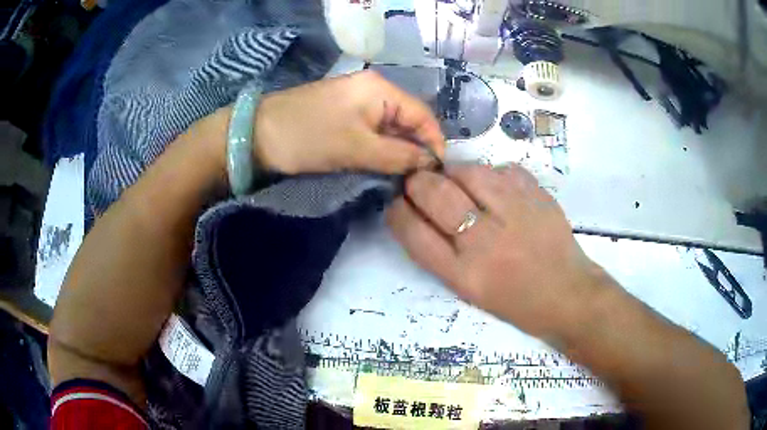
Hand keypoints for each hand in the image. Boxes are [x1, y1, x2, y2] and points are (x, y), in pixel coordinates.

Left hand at [253, 70, 444, 174]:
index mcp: (380, 89)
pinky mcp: (342, 114)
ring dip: (396, 152)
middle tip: (419, 181)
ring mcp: (356, 101)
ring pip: (389, 128)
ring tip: (402, 178)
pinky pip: (371, 131)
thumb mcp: (356, 148)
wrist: (255, 135)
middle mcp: (373, 90)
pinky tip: (381, 166)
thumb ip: (398, 155)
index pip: (422, 115)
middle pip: (407, 121)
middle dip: (415, 149)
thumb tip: (430, 163)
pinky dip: (379, 149)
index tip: (438, 174)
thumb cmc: (307, 137)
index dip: (434, 143)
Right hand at [387, 164, 611, 337]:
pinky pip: (501, 169)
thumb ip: (440, 253)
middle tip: (420, 183)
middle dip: (418, 182)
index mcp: (464, 274)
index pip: (413, 232)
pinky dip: (490, 174)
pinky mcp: (537, 196)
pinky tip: (495, 188)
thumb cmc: (515, 301)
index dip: (397, 211)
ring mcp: (515, 213)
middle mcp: (486, 241)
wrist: (568, 294)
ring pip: (468, 172)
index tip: (398, 203)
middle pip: (435, 193)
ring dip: (454, 173)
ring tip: (458, 183)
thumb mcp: (469, 290)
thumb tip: (418, 211)